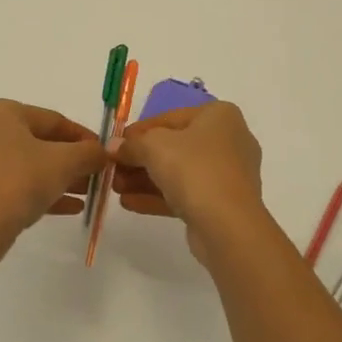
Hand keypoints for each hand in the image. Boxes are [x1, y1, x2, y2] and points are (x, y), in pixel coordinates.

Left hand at [0, 100, 106, 261]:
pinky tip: (69, 208)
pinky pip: (14, 186)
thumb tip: (103, 152)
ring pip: (28, 166)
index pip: (54, 120)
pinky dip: (40, 193)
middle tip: (97, 176)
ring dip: (60, 179)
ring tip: (87, 194)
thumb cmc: (19, 181)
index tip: (104, 155)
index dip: (84, 137)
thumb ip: (89, 153)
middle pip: (40, 143)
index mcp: (3, 112)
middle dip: (72, 161)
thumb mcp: (64, 162)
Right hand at [112, 102, 265, 255]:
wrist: (228, 225)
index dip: (139, 131)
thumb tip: (114, 147)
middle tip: (112, 170)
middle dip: (140, 159)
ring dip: (145, 179)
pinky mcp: (223, 203)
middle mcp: (229, 140)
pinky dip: (159, 196)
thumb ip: (132, 144)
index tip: (116, 145)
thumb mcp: (154, 147)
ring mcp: (228, 174)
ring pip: (179, 172)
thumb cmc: (193, 169)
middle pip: (174, 146)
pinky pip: (187, 194)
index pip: (170, 117)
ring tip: (115, 189)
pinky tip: (130, 204)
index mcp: (219, 116)